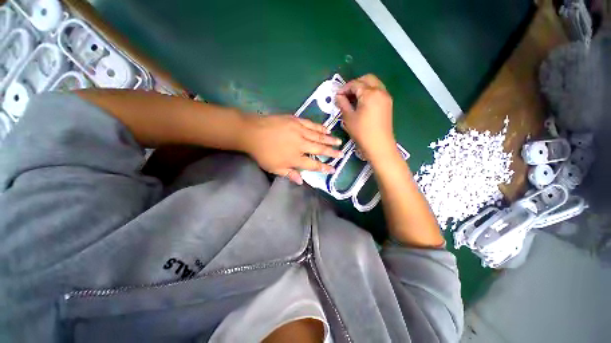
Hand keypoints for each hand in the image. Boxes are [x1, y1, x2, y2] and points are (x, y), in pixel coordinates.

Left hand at [241, 115, 342, 183]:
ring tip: (338, 141)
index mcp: (295, 158)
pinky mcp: (296, 121)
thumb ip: (289, 174)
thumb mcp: (274, 168)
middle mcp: (301, 145)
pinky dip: (320, 128)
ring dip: (329, 139)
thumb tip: (301, 182)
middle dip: (332, 152)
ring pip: (318, 136)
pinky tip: (327, 129)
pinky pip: (312, 125)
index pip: (313, 164)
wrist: (252, 132)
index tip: (333, 169)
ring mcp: (299, 131)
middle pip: (320, 149)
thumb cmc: (262, 153)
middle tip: (341, 153)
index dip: (324, 167)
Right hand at [335, 74, 396, 160]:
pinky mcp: (388, 104)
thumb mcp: (349, 118)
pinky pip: (378, 92)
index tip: (337, 95)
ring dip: (363, 88)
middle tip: (345, 95)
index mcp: (370, 93)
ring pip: (374, 84)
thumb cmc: (362, 132)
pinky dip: (369, 93)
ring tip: (353, 99)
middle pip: (367, 79)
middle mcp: (380, 91)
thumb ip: (343, 104)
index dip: (344, 88)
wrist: (379, 145)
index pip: (355, 84)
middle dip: (355, 84)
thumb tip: (338, 96)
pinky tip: (361, 103)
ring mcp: (386, 97)